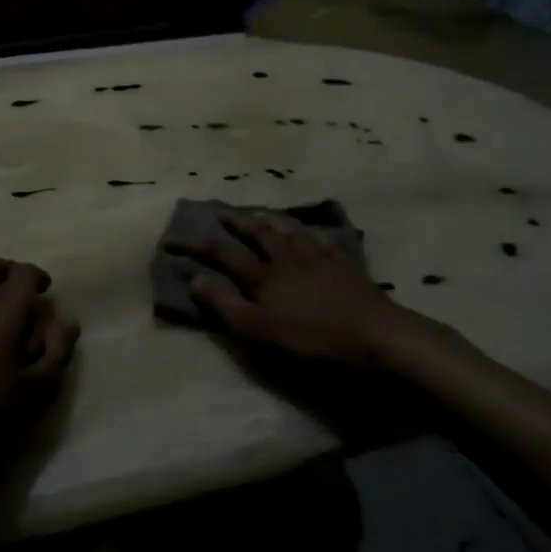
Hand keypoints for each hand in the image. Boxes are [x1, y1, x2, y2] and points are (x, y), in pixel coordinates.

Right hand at [167, 211, 452, 372]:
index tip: (172, 238)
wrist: (378, 335)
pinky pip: (321, 238)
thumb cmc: (313, 339)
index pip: (221, 253)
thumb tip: (194, 277)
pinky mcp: (345, 264)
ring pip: (289, 229)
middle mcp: (287, 257)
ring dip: (270, 219)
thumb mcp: (259, 331)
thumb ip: (225, 305)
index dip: (195, 244)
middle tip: (221, 212)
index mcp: (263, 275)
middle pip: (257, 232)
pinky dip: (308, 231)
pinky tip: (310, 232)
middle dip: (236, 221)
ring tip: (260, 213)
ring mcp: (319, 257)